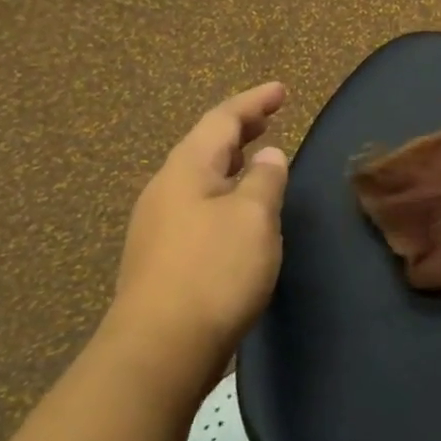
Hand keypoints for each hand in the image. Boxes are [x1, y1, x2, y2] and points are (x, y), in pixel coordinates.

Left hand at [107, 83, 289, 382]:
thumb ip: (264, 179)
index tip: (281, 90)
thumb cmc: (213, 271)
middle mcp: (166, 190)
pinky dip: (224, 193)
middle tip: (269, 117)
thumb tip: (268, 156)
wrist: (159, 350)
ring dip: (231, 162)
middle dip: (240, 128)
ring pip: (200, 178)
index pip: (222, 120)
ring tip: (257, 158)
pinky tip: (238, 211)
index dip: (254, 102)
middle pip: (205, 146)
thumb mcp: (253, 217)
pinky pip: (198, 206)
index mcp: (186, 170)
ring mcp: (158, 226)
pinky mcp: (162, 258)